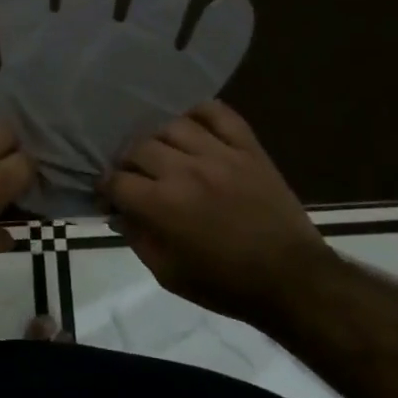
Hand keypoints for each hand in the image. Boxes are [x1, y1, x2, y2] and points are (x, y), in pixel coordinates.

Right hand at [104, 101, 330, 325]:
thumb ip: (137, 239)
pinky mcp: (247, 147)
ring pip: (172, 125)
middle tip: (134, 176)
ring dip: (159, 139)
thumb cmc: (226, 284)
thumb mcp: (168, 275)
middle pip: (139, 147)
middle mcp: (185, 170)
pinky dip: (200, 113)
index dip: (106, 187)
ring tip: (163, 153)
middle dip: (128, 162)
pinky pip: (218, 113)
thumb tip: (118, 214)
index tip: (109, 195)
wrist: (292, 279)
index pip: (117, 180)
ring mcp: (219, 154)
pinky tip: (193, 127)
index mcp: (162, 205)